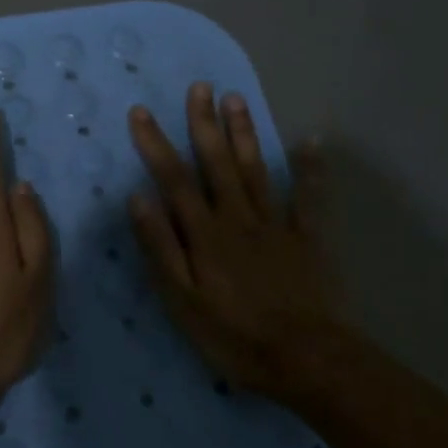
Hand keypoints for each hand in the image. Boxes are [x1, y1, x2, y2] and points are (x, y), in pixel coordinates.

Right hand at [128, 83, 342, 402]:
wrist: (306, 360)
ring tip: (236, 99)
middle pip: (217, 163)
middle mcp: (238, 217)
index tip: (141, 112)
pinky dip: (310, 169)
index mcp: (205, 233)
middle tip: (201, 86)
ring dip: (244, 133)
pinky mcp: (307, 239)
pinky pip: (308, 198)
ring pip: (256, 170)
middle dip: (205, 123)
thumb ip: (160, 247)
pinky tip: (310, 141)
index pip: (174, 178)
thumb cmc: (233, 335)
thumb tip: (138, 198)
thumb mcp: (181, 300)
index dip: (155, 144)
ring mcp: (276, 225)